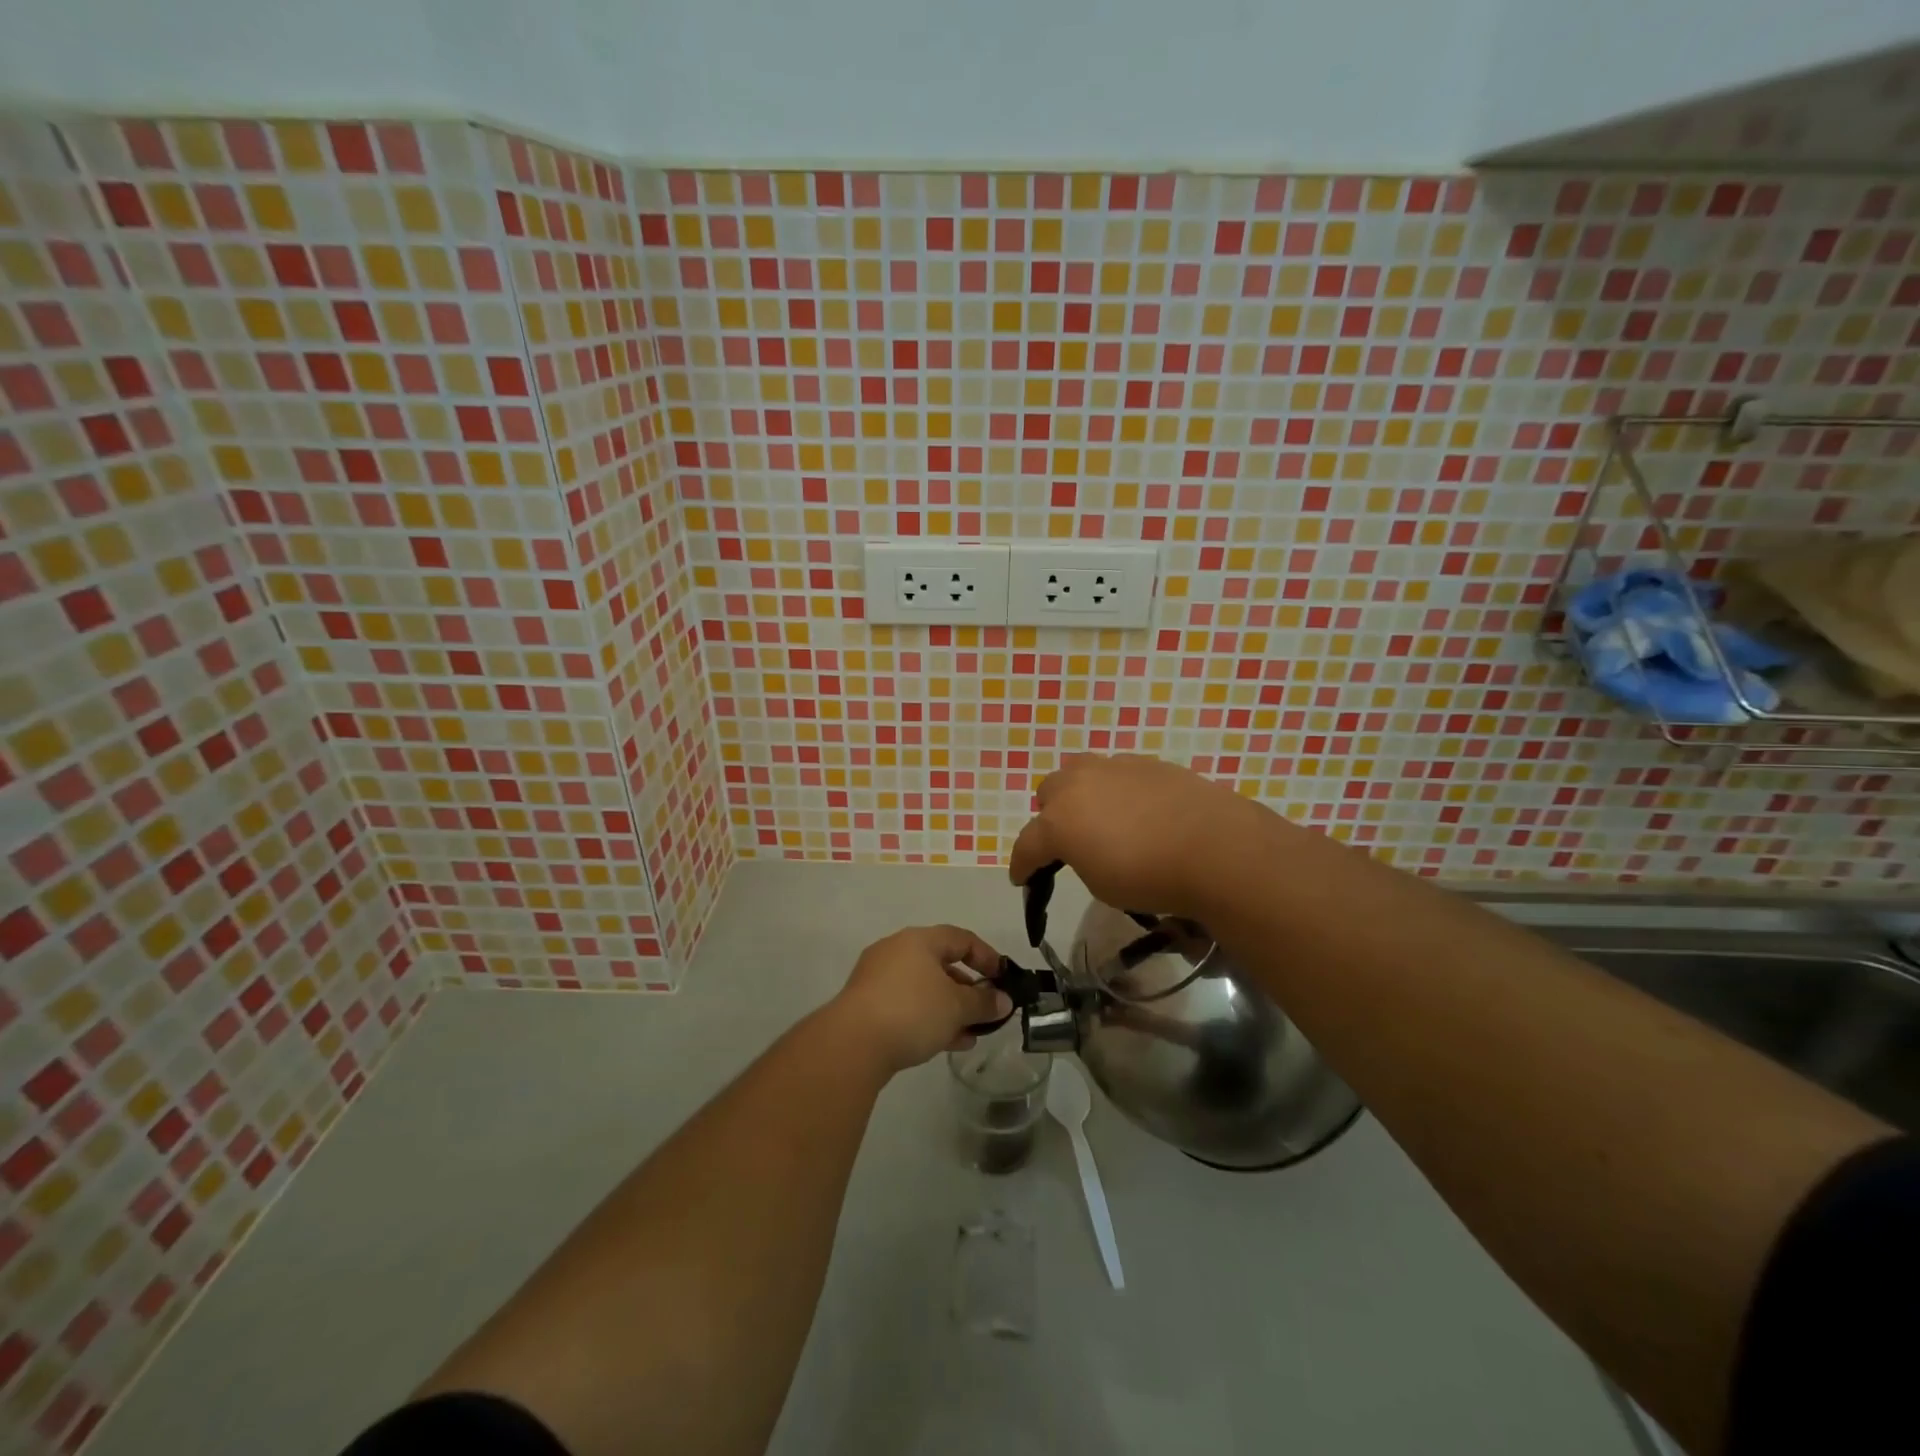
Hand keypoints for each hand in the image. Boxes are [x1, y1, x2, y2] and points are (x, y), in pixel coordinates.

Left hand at [827, 926, 1011, 1075]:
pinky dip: (928, 1018)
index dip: (986, 957)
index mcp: (919, 940)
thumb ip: (984, 1002)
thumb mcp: (957, 1007)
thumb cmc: (912, 1011)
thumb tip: (1004, 1001)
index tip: (1003, 979)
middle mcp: (896, 951)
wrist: (853, 1043)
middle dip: (967, 989)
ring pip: (924, 988)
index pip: (961, 938)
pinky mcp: (867, 1005)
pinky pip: (907, 1005)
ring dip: (949, 1008)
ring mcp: (878, 978)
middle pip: (941, 964)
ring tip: (970, 1033)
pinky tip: (946, 1043)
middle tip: (986, 1010)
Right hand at [1009, 753, 1278, 917]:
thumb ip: (1081, 860)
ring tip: (1102, 818)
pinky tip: (1138, 811)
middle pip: (1048, 794)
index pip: (1027, 845)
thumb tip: (1088, 848)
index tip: (1022, 879)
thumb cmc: (1150, 877)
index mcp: (1058, 820)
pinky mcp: (1147, 762)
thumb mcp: (1101, 885)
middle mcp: (1078, 784)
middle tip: (1069, 842)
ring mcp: (1113, 767)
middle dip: (1051, 817)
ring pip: (1080, 773)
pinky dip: (1117, 790)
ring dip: (1081, 795)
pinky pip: (1117, 773)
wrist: (1215, 848)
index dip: (1022, 865)